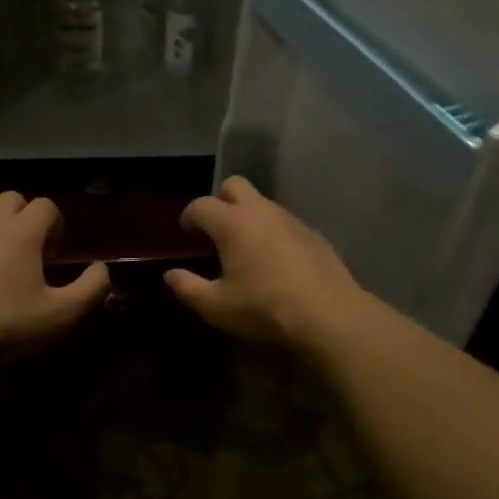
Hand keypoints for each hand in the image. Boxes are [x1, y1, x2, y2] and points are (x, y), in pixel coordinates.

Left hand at [0, 193, 111, 351]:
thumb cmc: (8, 323)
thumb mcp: (61, 314)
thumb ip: (91, 288)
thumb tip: (101, 269)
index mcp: (23, 231)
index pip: (45, 206)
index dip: (55, 224)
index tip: (55, 253)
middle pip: (11, 199)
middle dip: (24, 217)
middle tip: (29, 250)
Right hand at [164, 177, 369, 349]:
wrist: (328, 313)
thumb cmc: (264, 307)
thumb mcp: (216, 306)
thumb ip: (188, 288)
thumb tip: (170, 275)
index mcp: (232, 223)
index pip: (201, 205)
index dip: (189, 215)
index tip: (186, 231)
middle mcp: (261, 211)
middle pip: (234, 185)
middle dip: (220, 200)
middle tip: (216, 229)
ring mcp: (290, 219)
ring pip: (263, 202)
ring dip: (249, 216)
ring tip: (245, 246)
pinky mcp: (312, 233)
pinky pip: (285, 222)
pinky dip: (273, 231)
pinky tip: (276, 259)